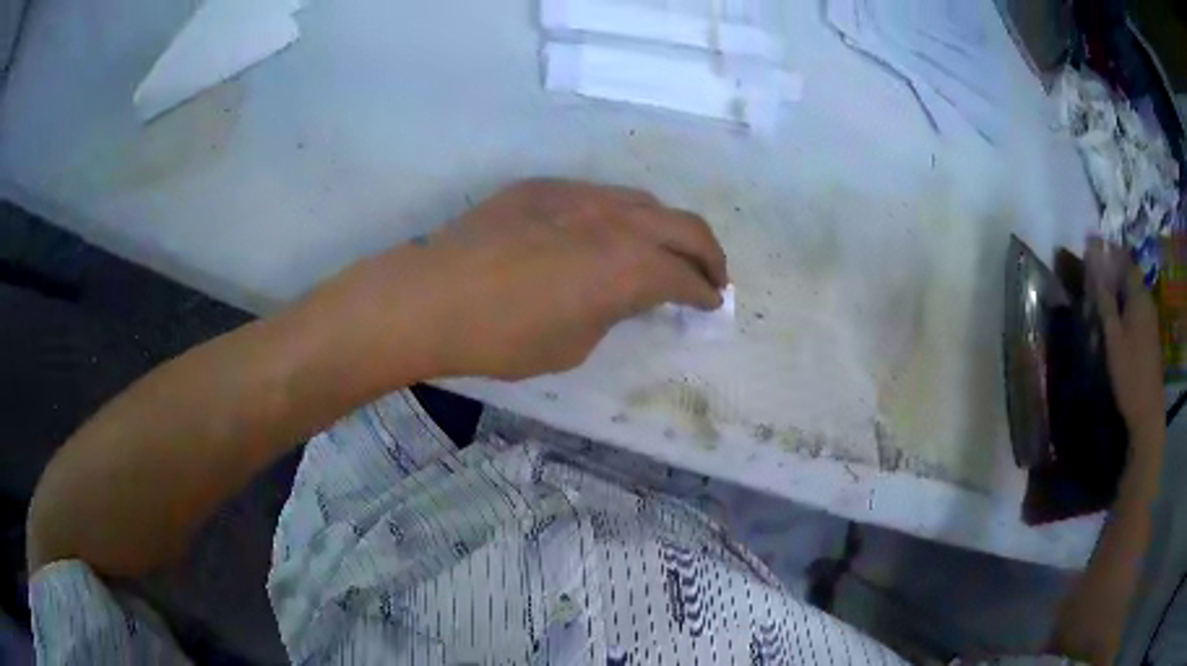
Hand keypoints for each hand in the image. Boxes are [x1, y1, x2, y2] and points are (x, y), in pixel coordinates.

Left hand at [395, 180, 727, 378]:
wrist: (433, 297)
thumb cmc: (504, 338)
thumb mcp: (575, 343)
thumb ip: (613, 310)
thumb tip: (622, 294)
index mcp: (629, 266)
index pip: (685, 276)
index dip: (704, 293)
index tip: (711, 302)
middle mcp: (616, 220)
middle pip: (684, 227)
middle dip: (708, 254)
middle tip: (712, 275)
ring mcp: (579, 195)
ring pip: (643, 201)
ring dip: (666, 227)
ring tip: (666, 249)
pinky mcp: (545, 186)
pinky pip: (599, 194)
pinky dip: (620, 215)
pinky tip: (607, 232)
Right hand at [1087, 240, 1163, 452]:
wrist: (1147, 413)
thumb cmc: (1130, 374)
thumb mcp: (1113, 337)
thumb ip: (1104, 299)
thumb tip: (1093, 261)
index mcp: (1139, 296)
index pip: (1124, 260)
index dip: (1108, 252)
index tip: (1090, 251)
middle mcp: (1147, 302)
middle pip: (1127, 278)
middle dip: (1110, 276)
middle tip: (1090, 284)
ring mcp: (1149, 321)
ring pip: (1130, 297)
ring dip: (1115, 296)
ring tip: (1098, 307)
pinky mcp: (1149, 338)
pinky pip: (1134, 313)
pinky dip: (1122, 313)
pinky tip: (1112, 328)